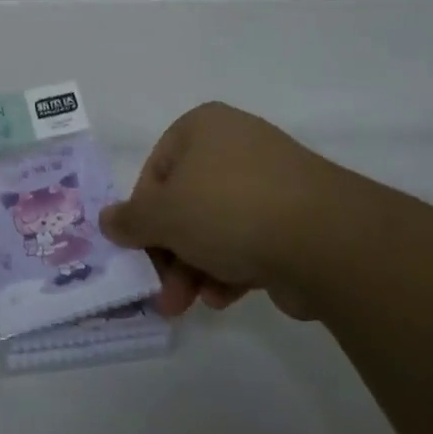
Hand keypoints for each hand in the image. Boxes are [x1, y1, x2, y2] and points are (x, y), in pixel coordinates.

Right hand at [101, 102, 428, 320]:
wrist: (325, 238)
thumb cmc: (227, 209)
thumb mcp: (163, 215)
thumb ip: (130, 220)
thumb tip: (107, 220)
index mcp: (203, 128)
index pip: (156, 170)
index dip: (143, 214)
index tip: (139, 250)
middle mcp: (237, 145)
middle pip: (186, 203)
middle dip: (170, 253)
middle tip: (160, 292)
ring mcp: (271, 181)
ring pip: (217, 227)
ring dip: (195, 268)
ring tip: (187, 306)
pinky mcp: (297, 218)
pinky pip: (251, 240)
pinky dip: (231, 269)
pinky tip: (223, 297)